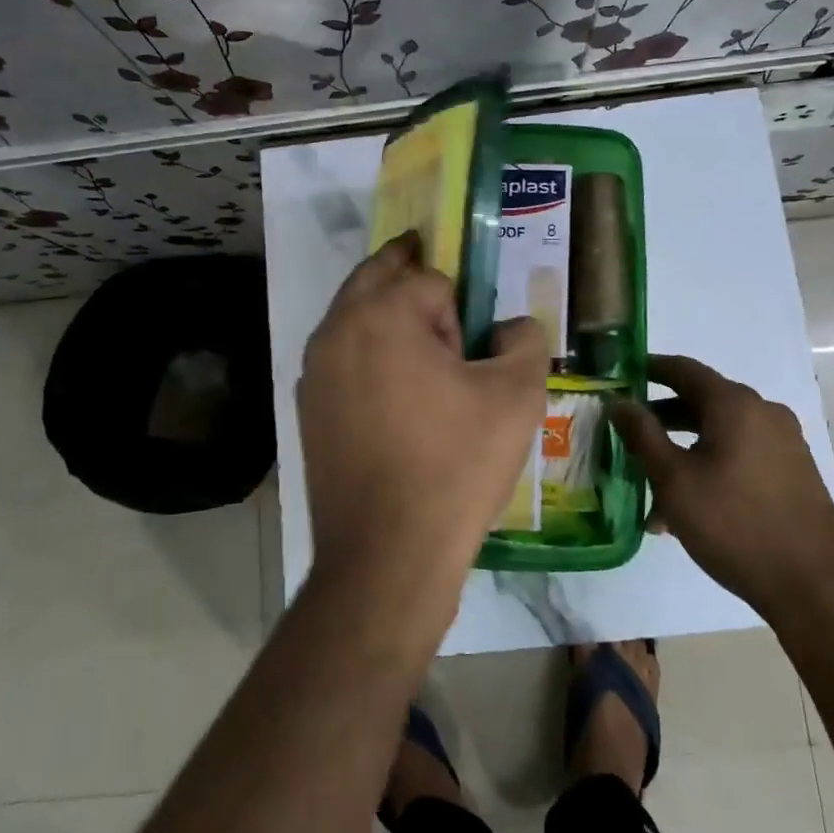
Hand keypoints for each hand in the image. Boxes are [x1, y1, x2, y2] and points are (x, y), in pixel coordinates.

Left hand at [298, 233, 547, 613]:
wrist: (387, 554)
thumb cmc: (455, 465)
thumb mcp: (517, 395)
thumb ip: (525, 340)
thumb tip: (510, 328)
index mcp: (381, 314)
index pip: (429, 279)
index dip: (459, 309)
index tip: (471, 348)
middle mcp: (336, 330)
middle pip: (377, 277)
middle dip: (410, 278)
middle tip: (445, 304)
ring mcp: (314, 371)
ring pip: (354, 318)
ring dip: (385, 318)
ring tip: (423, 358)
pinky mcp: (308, 409)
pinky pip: (342, 360)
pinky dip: (367, 359)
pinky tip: (394, 400)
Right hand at [611, 354, 833, 614]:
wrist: (813, 587)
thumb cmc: (734, 524)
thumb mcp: (674, 479)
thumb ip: (642, 434)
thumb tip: (618, 401)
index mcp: (735, 404)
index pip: (683, 369)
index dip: (648, 368)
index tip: (619, 374)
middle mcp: (763, 412)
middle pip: (701, 401)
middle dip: (661, 418)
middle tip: (626, 433)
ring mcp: (783, 442)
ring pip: (719, 433)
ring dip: (682, 449)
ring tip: (650, 485)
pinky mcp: (793, 472)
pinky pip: (740, 454)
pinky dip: (709, 465)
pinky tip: (686, 507)